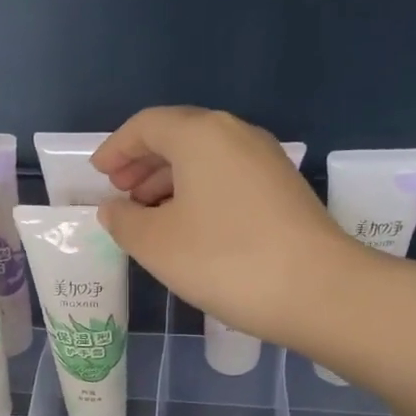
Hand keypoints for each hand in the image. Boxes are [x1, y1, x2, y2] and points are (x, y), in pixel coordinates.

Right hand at [91, 107, 354, 347]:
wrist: (318, 290)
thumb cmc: (225, 259)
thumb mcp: (157, 244)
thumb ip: (124, 221)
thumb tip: (115, 209)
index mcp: (200, 135)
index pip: (146, 126)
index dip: (116, 148)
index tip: (98, 174)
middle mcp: (236, 134)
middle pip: (178, 137)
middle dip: (142, 164)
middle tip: (119, 194)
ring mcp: (265, 161)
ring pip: (205, 160)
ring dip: (169, 181)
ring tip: (147, 215)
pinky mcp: (283, 189)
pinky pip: (227, 178)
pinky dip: (198, 193)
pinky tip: (188, 227)